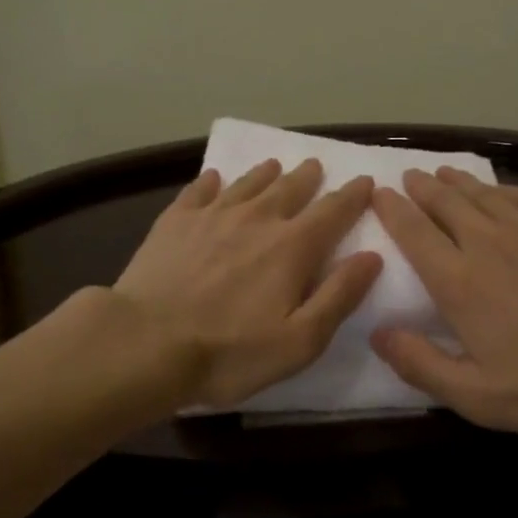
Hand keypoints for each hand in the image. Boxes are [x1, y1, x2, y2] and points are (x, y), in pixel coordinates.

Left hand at [116, 159, 382, 409]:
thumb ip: (339, 296)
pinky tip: (213, 178)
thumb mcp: (300, 340)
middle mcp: (257, 219)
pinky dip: (211, 182)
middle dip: (308, 176)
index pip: (333, 212)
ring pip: (247, 184)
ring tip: (274, 165)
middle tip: (315, 165)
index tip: (365, 181)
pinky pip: (198, 190)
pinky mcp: (175, 221)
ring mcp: (213, 215)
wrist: (146, 343)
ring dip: (265, 173)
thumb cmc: (229, 352)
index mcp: (292, 246)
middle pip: (290, 188)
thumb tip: (372, 256)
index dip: (353, 196)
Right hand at [369, 168, 517, 441]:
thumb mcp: (479, 397)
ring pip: (482, 193)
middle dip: (421, 187)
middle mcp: (487, 243)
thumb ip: (421, 364)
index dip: (392, 210)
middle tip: (409, 176)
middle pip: (445, 203)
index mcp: (459, 282)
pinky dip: (501, 188)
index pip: (414, 233)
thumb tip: (377, 332)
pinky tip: (498, 189)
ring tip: (443, 172)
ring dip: (457, 181)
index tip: (378, 193)